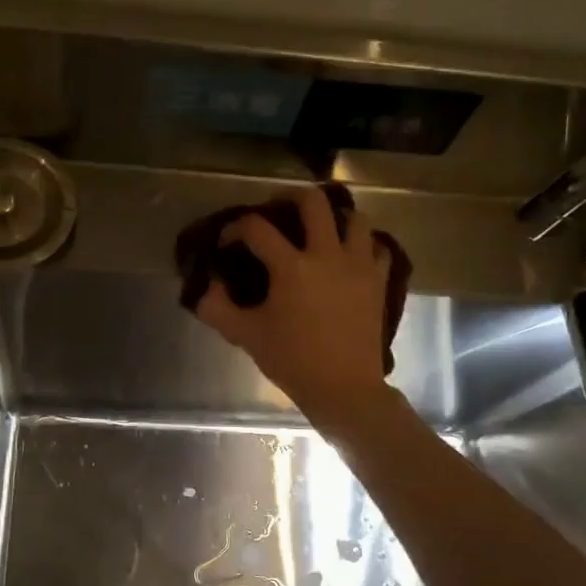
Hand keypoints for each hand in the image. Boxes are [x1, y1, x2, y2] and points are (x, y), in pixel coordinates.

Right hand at [195, 188, 394, 432]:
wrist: (344, 389)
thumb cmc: (293, 361)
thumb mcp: (246, 336)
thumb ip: (218, 308)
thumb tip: (206, 286)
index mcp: (291, 267)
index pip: (256, 228)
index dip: (235, 228)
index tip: (227, 242)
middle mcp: (327, 255)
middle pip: (314, 201)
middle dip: (290, 196)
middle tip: (278, 210)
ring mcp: (358, 266)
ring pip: (356, 218)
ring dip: (336, 217)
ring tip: (321, 230)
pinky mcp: (378, 282)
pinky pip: (378, 249)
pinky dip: (365, 246)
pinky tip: (351, 256)